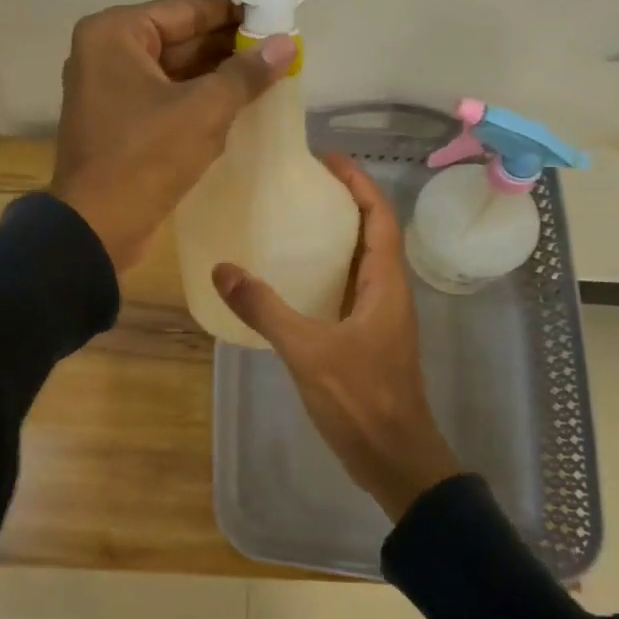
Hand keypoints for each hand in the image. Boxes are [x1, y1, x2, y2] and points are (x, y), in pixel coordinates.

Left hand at [50, 0, 295, 272]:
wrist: (96, 229)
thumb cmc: (144, 158)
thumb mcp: (203, 110)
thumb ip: (246, 73)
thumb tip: (287, 42)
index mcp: (115, 33)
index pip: (187, 10)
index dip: (236, 12)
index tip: (278, 16)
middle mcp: (106, 53)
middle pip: (181, 39)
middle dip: (229, 47)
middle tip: (281, 50)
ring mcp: (109, 90)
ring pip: (175, 72)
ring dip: (218, 77)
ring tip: (271, 76)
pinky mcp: (119, 123)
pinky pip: (166, 99)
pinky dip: (198, 101)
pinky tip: (239, 107)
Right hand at [211, 154, 461, 521]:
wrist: (395, 458)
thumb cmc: (362, 399)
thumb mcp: (307, 350)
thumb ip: (265, 309)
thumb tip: (222, 269)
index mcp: (386, 283)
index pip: (379, 215)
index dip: (358, 182)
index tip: (324, 159)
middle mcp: (388, 292)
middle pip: (372, 232)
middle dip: (343, 202)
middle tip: (299, 185)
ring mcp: (380, 317)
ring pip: (361, 262)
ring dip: (335, 236)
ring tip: (292, 221)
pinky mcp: (368, 338)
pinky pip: (349, 289)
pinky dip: (327, 272)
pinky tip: (294, 279)